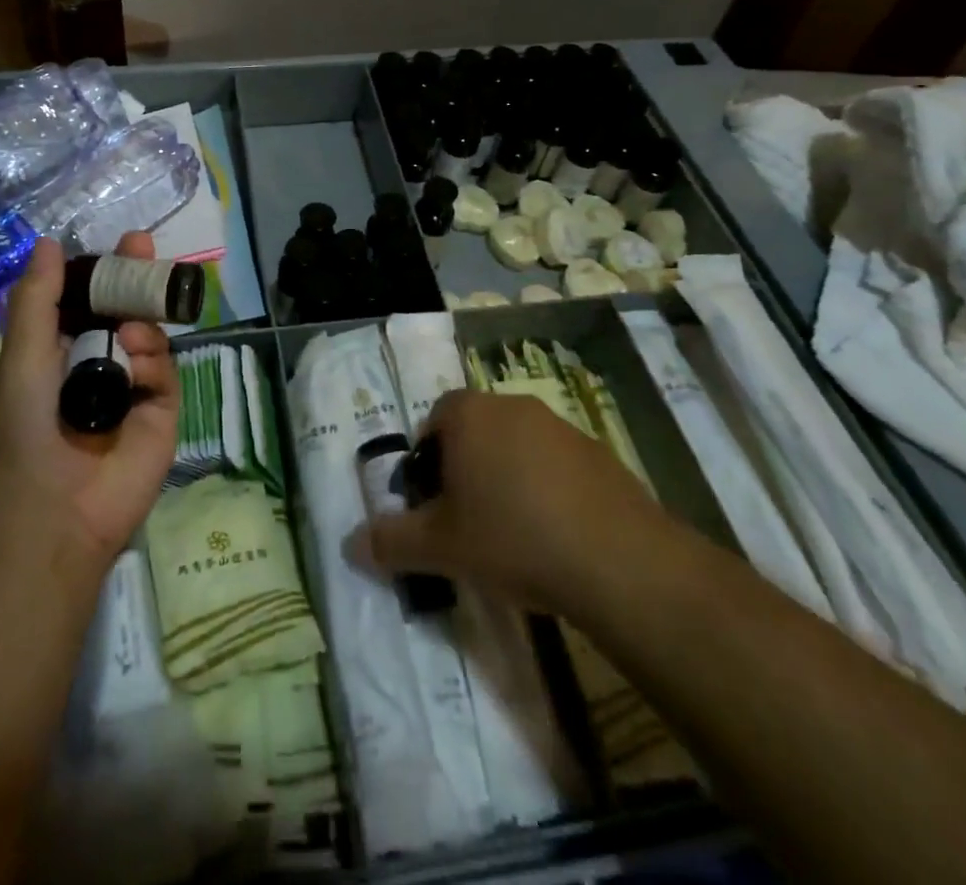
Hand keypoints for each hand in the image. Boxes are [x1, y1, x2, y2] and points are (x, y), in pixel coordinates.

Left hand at [0, 234, 179, 569]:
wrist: (54, 508)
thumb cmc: (27, 427)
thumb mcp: (24, 354)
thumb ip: (38, 299)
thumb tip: (47, 243)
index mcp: (65, 350)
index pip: (94, 300)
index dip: (109, 270)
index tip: (127, 241)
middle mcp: (102, 364)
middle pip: (129, 309)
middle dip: (137, 278)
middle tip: (144, 248)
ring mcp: (135, 388)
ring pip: (151, 335)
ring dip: (140, 322)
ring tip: (128, 333)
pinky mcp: (162, 411)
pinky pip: (166, 369)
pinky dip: (153, 358)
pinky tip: (137, 360)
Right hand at [357, 389, 660, 613]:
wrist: (617, 560)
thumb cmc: (513, 538)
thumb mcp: (441, 547)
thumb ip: (390, 542)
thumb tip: (348, 545)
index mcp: (469, 415)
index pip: (434, 421)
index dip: (428, 462)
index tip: (434, 504)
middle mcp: (512, 406)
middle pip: (475, 430)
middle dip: (465, 468)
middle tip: (467, 520)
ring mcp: (560, 425)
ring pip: (516, 445)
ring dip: (507, 477)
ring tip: (513, 533)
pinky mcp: (597, 451)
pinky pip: (556, 463)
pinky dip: (547, 488)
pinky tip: (556, 535)